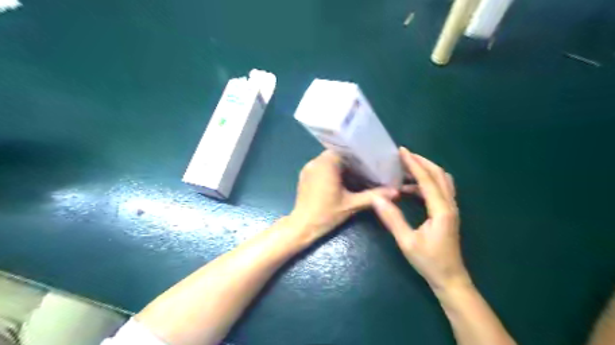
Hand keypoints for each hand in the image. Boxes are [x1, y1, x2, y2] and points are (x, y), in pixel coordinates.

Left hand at [291, 150, 398, 241]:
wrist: (302, 225)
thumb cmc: (326, 213)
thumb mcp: (351, 204)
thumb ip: (373, 196)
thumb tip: (395, 192)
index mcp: (327, 163)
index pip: (345, 149)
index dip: (357, 154)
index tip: (369, 161)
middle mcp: (316, 161)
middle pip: (336, 154)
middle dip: (350, 161)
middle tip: (364, 169)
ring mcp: (308, 168)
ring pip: (327, 160)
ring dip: (340, 166)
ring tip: (354, 175)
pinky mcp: (304, 175)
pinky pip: (320, 167)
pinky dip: (330, 171)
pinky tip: (339, 182)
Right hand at [370, 146, 471, 290]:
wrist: (450, 279)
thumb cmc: (429, 262)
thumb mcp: (407, 241)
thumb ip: (392, 218)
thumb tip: (377, 198)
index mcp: (441, 210)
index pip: (427, 180)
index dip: (414, 164)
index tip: (402, 151)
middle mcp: (450, 205)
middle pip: (439, 175)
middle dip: (422, 162)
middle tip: (404, 156)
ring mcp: (451, 209)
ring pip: (442, 181)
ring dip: (426, 171)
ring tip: (406, 168)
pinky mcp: (448, 213)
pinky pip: (440, 190)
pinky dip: (426, 183)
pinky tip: (410, 189)